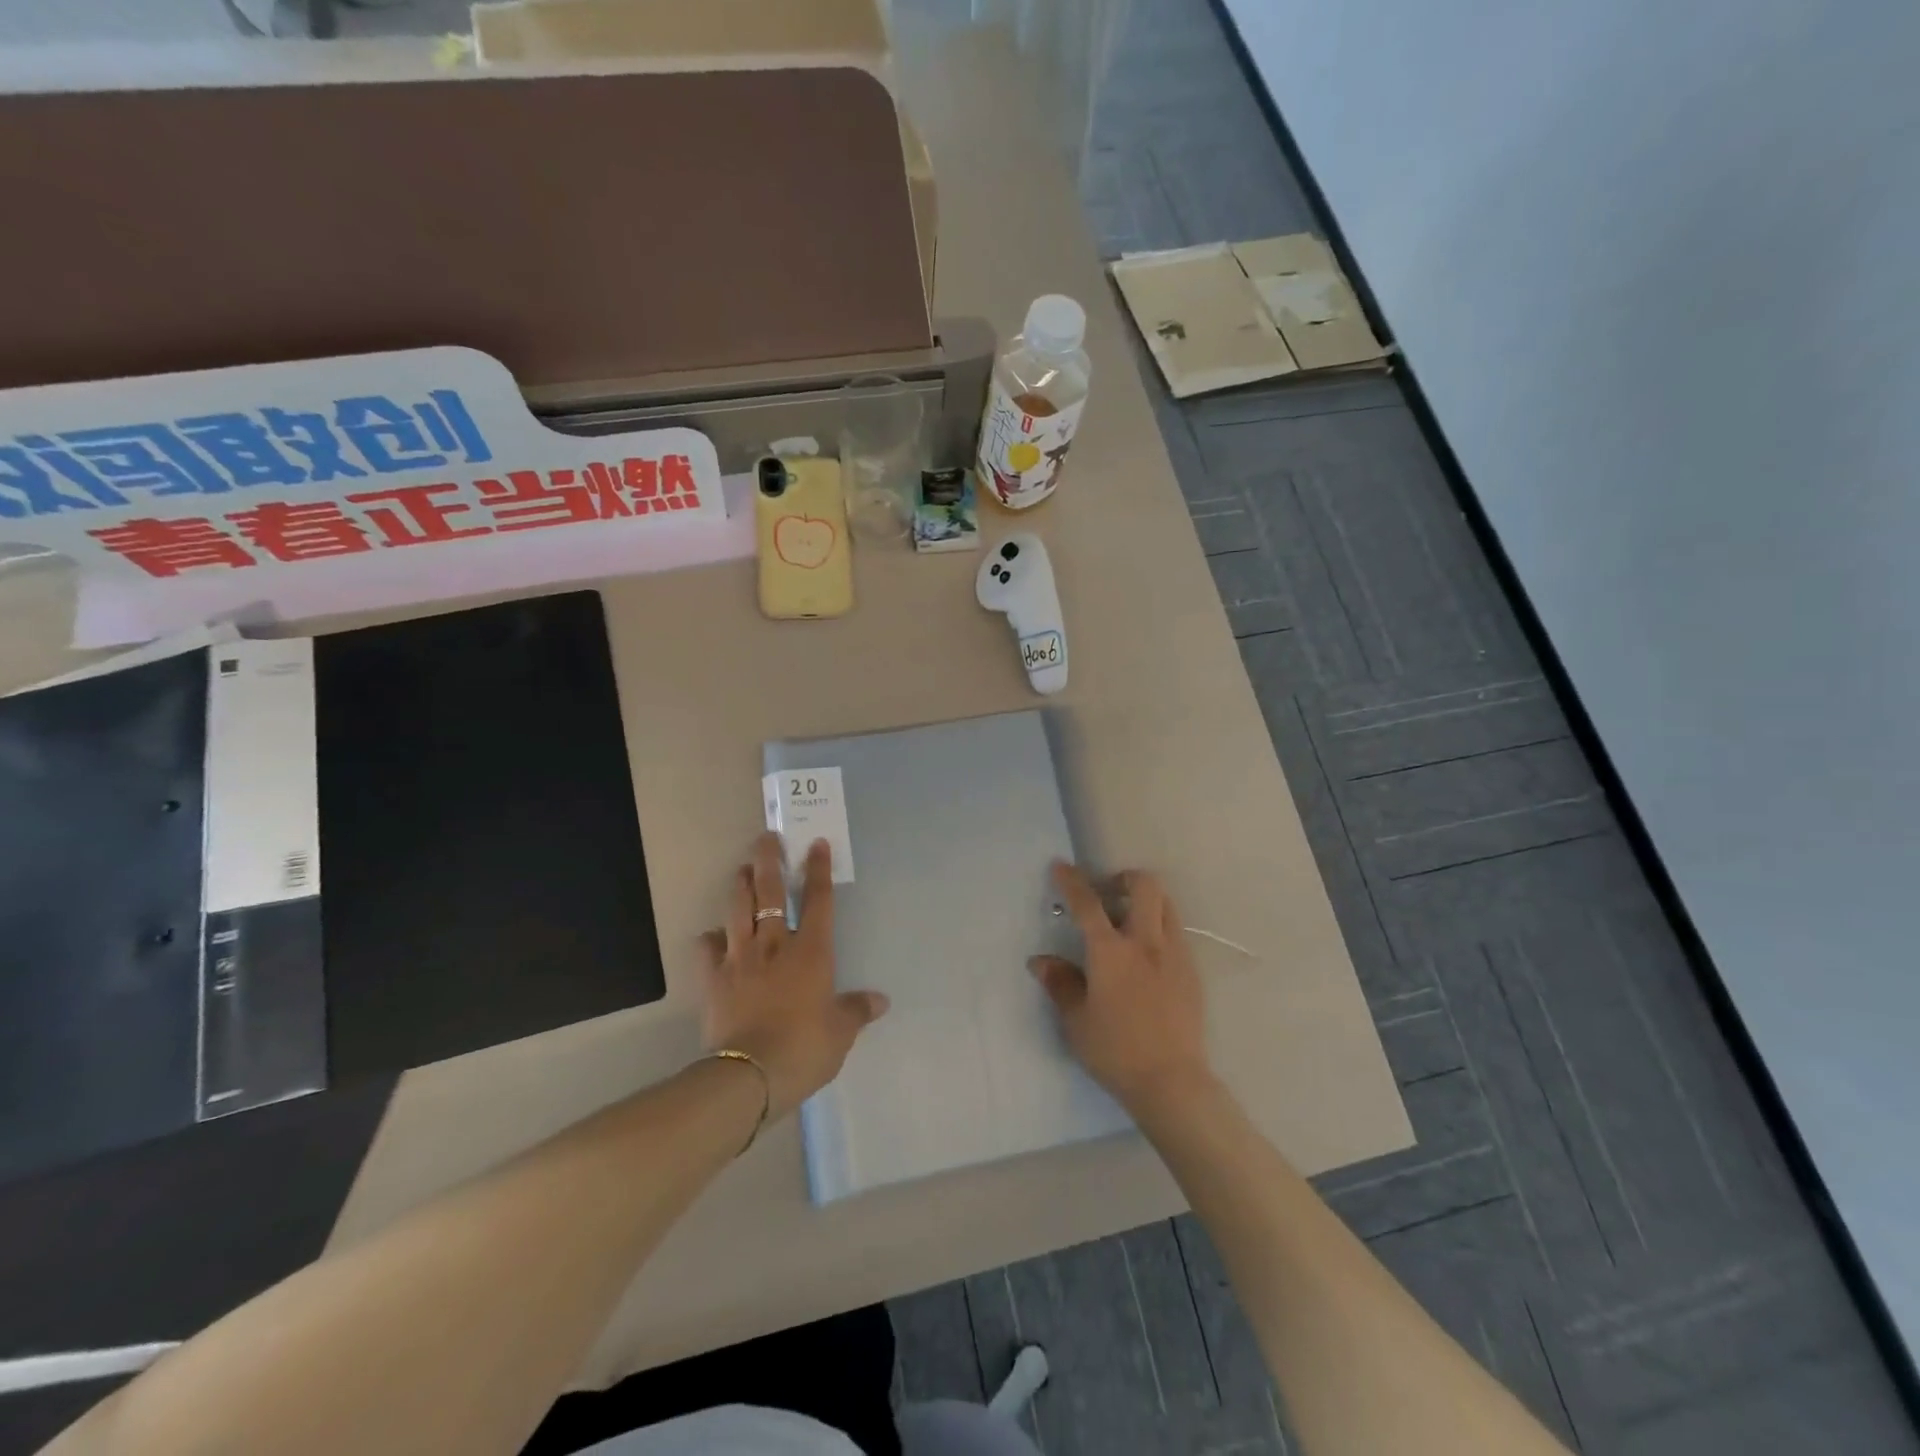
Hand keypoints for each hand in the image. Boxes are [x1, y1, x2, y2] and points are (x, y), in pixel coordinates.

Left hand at [701, 833, 889, 1118]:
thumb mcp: (840, 1033)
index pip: (818, 900)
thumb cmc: (804, 1048)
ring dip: (739, 885)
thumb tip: (881, 1001)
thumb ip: (857, 1011)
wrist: (749, 1075)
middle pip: (769, 893)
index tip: (815, 843)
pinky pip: (707, 949)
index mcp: (811, 952)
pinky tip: (713, 936)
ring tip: (741, 870)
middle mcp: (775, 945)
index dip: (818, 869)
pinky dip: (710, 939)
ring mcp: (740, 959)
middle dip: (768, 860)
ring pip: (737, 909)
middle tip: (766, 838)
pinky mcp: (713, 979)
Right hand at [1031, 862, 1212, 1113]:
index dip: (1072, 881)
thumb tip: (1040, 961)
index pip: (1087, 904)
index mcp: (1110, 952)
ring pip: (1166, 904)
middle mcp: (1145, 943)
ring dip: (1145, 901)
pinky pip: (1176, 933)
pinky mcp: (1192, 971)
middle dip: (1124, 879)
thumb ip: (1059, 984)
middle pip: (1144, 886)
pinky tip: (1147, 957)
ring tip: (1128, 922)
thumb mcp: (1076, 1020)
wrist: (1172, 1082)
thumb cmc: (1115, 1052)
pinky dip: (1158, 928)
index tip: (1061, 866)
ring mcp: (1174, 954)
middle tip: (1108, 895)